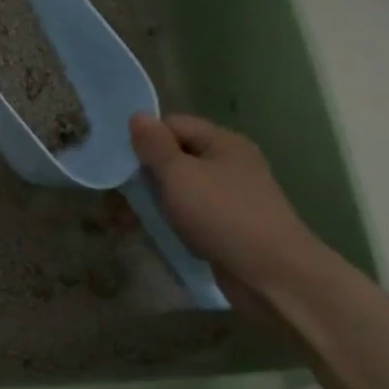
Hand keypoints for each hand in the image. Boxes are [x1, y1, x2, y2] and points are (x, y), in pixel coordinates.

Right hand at [129, 113, 328, 302]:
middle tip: (116, 197)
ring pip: (181, 187)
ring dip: (154, 200)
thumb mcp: (180, 175)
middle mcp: (230, 163)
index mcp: (223, 142)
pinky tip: (155, 232)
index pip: (173, 125)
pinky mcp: (229, 225)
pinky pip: (191, 212)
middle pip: (176, 156)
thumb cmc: (222, 215)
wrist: (272, 273)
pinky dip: (171, 219)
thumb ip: (155, 146)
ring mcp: (231, 195)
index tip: (119, 163)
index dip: (145, 139)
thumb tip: (138, 115)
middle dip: (144, 174)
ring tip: (126, 221)